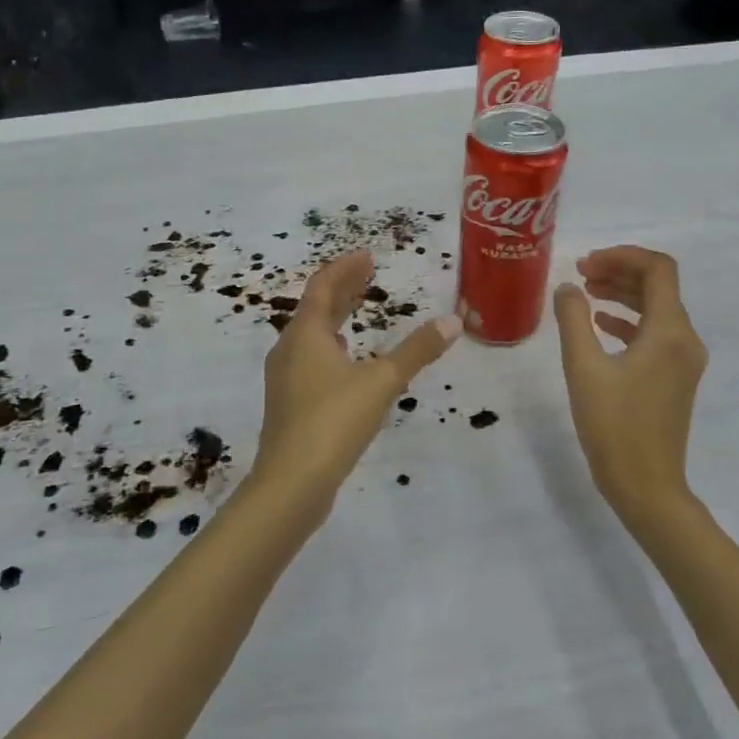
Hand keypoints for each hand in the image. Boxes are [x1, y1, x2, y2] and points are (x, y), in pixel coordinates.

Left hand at [252, 251, 460, 511]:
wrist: (291, 483)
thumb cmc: (334, 421)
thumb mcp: (382, 382)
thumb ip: (417, 351)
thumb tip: (453, 322)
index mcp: (306, 334)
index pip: (323, 286)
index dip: (346, 268)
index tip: (369, 256)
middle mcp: (289, 348)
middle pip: (315, 307)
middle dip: (342, 288)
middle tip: (368, 274)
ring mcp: (285, 377)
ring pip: (310, 334)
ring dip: (334, 316)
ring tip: (357, 309)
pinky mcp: (289, 403)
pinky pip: (309, 358)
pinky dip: (329, 345)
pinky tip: (344, 359)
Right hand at [553, 246, 707, 524]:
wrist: (645, 486)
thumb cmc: (613, 426)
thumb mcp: (583, 368)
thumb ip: (573, 319)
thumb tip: (567, 287)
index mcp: (670, 331)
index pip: (658, 269)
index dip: (622, 255)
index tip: (586, 263)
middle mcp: (685, 339)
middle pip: (658, 286)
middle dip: (619, 271)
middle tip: (580, 273)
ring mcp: (683, 360)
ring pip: (657, 309)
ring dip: (623, 293)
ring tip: (585, 292)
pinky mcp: (675, 378)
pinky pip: (655, 334)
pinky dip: (629, 320)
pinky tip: (600, 324)